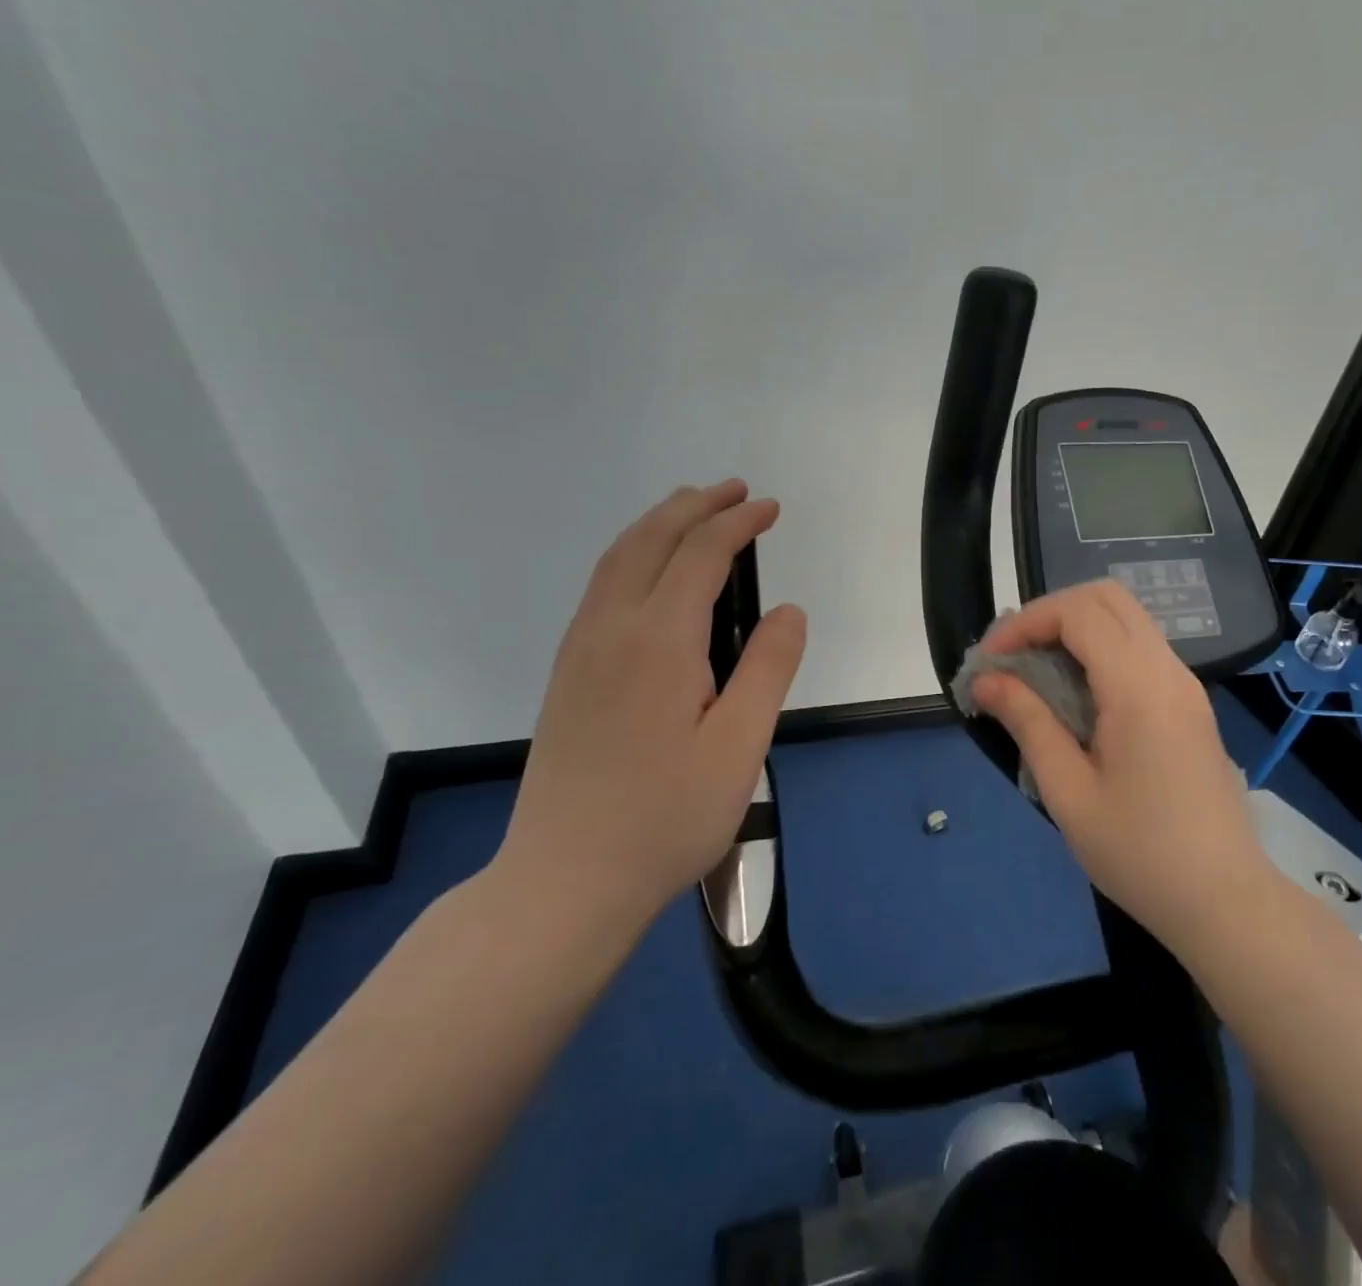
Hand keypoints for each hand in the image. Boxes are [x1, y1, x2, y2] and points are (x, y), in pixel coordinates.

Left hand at [491, 480, 807, 960]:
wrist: (565, 880)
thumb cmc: (666, 817)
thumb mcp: (740, 746)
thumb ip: (768, 668)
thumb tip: (787, 610)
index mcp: (658, 640)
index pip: (701, 554)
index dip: (738, 523)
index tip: (770, 508)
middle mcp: (611, 629)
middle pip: (650, 540)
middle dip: (695, 505)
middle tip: (735, 490)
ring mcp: (580, 650)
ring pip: (617, 559)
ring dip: (659, 524)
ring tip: (693, 511)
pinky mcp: (567, 673)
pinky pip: (601, 586)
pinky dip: (633, 554)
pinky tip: (650, 572)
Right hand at [969, 580, 1268, 956]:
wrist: (1225, 901)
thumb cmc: (1140, 854)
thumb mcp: (1068, 792)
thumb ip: (1028, 723)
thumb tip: (987, 680)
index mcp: (1139, 688)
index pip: (1078, 613)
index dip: (1026, 622)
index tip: (991, 660)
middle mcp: (1168, 670)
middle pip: (1107, 597)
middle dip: (1051, 612)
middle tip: (1014, 654)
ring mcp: (1185, 684)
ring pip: (1127, 618)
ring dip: (1076, 628)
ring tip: (1036, 671)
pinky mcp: (1190, 703)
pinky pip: (1141, 648)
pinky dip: (1100, 649)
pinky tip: (1075, 692)